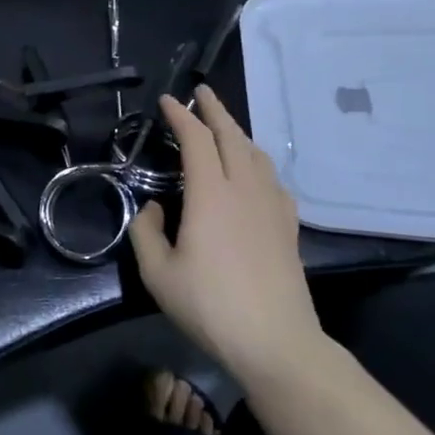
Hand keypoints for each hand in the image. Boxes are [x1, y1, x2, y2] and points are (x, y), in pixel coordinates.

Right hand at [128, 87, 326, 384]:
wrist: (276, 342)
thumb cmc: (210, 306)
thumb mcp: (158, 273)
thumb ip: (146, 233)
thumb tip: (155, 209)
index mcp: (210, 194)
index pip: (197, 139)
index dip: (181, 115)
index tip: (167, 100)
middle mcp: (244, 189)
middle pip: (232, 136)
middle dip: (215, 110)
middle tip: (201, 92)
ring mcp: (271, 206)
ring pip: (256, 154)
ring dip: (238, 132)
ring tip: (224, 127)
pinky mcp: (288, 226)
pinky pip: (272, 179)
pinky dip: (257, 162)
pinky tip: (254, 173)